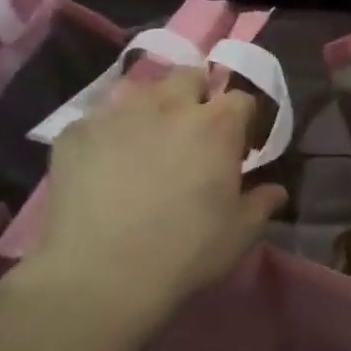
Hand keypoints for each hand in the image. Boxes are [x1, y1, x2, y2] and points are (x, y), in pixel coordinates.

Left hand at [8, 69, 285, 347]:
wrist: (102, 273)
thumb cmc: (186, 251)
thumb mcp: (241, 233)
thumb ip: (262, 203)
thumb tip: (276, 190)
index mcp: (216, 126)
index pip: (241, 98)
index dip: (244, 119)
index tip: (241, 143)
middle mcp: (168, 105)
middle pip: (189, 77)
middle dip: (198, 95)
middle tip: (195, 132)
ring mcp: (116, 114)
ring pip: (140, 90)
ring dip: (152, 106)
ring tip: (149, 140)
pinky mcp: (75, 132)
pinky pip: (98, 119)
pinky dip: (109, 133)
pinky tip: (106, 164)